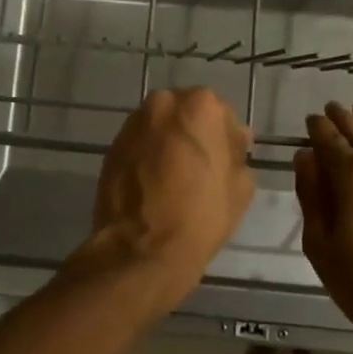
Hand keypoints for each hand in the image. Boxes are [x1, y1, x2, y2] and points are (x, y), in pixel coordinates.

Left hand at [84, 87, 254, 309]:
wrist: (141, 250)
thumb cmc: (200, 216)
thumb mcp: (241, 187)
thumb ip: (238, 153)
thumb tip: (232, 142)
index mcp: (200, 105)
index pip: (221, 113)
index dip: (226, 140)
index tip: (226, 163)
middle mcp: (162, 103)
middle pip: (186, 114)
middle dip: (194, 135)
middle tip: (200, 170)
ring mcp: (132, 124)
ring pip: (160, 128)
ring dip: (169, 145)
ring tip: (175, 180)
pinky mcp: (112, 146)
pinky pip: (139, 145)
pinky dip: (148, 157)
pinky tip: (154, 186)